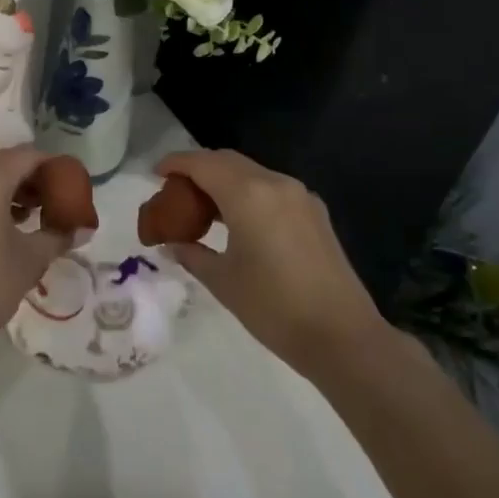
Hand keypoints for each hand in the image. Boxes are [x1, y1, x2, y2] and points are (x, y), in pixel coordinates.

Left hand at [0, 147, 77, 367]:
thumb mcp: (31, 259)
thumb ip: (58, 235)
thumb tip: (81, 229)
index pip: (28, 156)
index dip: (53, 166)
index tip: (70, 185)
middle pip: (3, 163)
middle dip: (30, 178)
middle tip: (53, 201)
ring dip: (8, 190)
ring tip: (31, 217)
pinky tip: (1, 228)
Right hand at [157, 149, 393, 378]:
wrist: (343, 337)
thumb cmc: (274, 308)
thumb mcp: (223, 281)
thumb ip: (192, 254)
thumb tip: (171, 244)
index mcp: (248, 194)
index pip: (202, 164)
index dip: (176, 164)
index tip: (155, 173)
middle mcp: (275, 183)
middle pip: (227, 161)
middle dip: (198, 169)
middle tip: (175, 191)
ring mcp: (299, 196)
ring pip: (251, 173)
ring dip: (223, 181)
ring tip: (202, 207)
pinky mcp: (314, 213)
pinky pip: (271, 189)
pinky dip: (247, 193)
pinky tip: (237, 220)